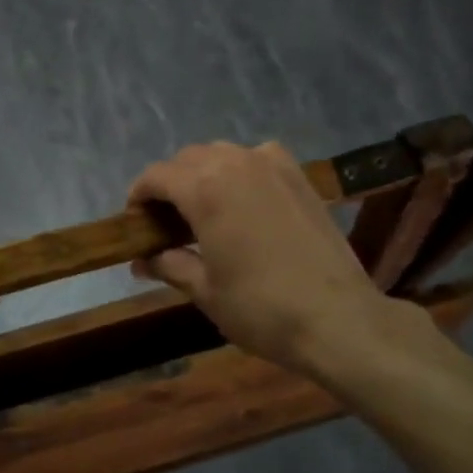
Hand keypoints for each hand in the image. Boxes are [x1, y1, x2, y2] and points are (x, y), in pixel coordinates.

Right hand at [127, 142, 429, 379]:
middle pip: (187, 159)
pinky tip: (243, 200)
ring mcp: (272, 165)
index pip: (156, 176)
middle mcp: (236, 163)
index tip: (134, 223)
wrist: (337, 318)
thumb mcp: (204, 290)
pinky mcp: (299, 176)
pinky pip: (257, 158)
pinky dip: (240, 171)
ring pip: (222, 154)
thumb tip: (141, 260)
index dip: (138, 196)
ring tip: (203, 211)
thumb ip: (169, 264)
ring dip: (203, 174)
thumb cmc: (260, 308)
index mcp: (205, 188)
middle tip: (166, 224)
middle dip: (169, 185)